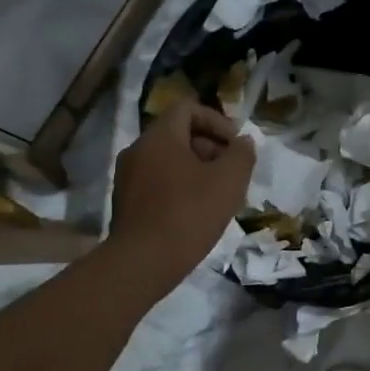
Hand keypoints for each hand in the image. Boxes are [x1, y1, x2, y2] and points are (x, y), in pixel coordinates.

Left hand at [109, 101, 253, 288]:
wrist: (142, 262)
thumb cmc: (189, 214)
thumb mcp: (229, 181)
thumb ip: (242, 154)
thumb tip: (243, 142)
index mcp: (159, 137)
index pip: (188, 108)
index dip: (217, 121)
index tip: (235, 146)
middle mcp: (138, 150)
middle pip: (178, 134)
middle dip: (210, 148)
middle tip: (231, 174)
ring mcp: (127, 177)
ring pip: (168, 161)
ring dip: (196, 170)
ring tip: (218, 196)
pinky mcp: (125, 203)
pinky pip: (157, 182)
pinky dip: (179, 188)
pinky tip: (196, 214)